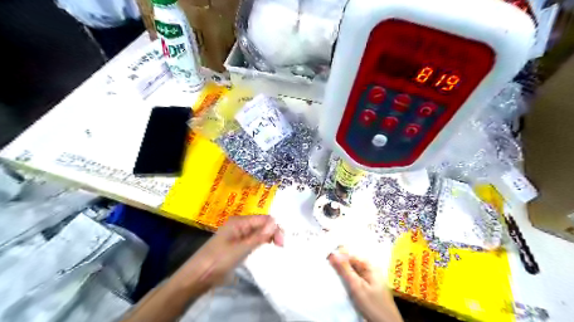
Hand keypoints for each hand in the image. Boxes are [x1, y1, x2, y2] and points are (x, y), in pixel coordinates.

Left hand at [182, 216, 281, 291]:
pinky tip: (264, 251)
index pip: (263, 219)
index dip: (275, 228)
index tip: (281, 243)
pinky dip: (260, 244)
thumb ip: (258, 236)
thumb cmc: (218, 260)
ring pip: (258, 233)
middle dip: (272, 233)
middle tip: (280, 247)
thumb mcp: (240, 249)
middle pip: (261, 224)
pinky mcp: (236, 245)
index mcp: (239, 221)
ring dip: (267, 239)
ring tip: (276, 249)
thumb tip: (275, 222)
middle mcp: (239, 225)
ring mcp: (237, 235)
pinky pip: (252, 241)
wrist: (196, 277)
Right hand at [328, 251, 401, 321]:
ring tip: (333, 275)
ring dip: (342, 273)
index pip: (350, 255)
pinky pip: (354, 279)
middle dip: (340, 264)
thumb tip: (334, 254)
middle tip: (327, 267)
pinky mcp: (367, 287)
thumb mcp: (356, 286)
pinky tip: (341, 283)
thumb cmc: (373, 304)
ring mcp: (369, 278)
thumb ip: (345, 269)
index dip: (338, 255)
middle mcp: (369, 269)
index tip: (326, 258)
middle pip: (351, 262)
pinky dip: (347, 280)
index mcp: (369, 265)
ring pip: (351, 271)